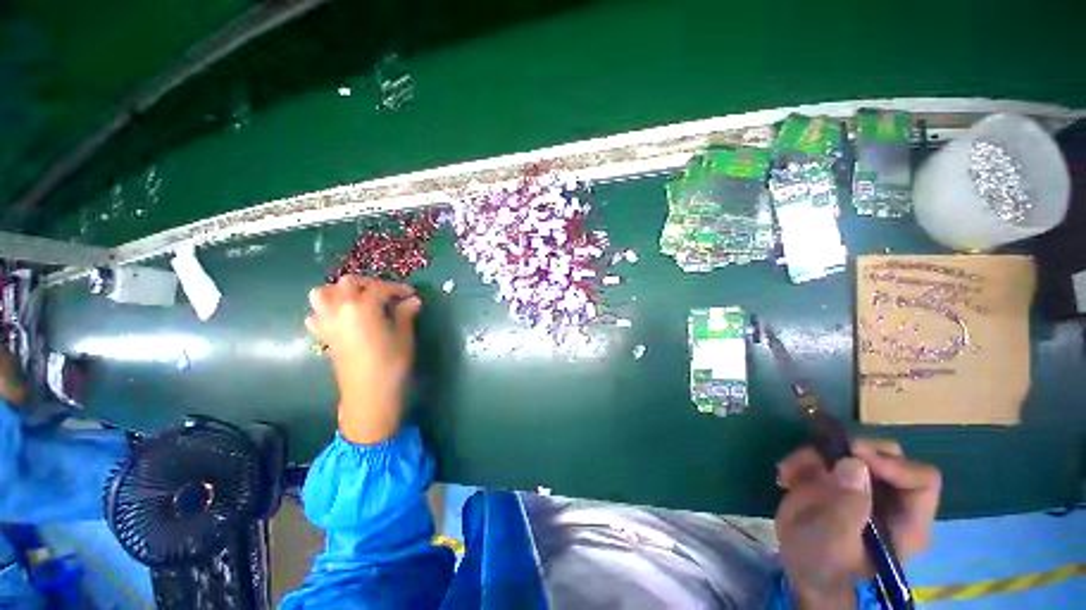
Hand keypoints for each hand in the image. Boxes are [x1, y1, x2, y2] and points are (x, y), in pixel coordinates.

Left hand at [305, 275, 421, 443]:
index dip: (398, 288)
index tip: (411, 294)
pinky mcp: (324, 338)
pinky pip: (316, 316)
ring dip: (340, 292)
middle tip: (386, 294)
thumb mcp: (404, 336)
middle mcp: (340, 310)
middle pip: (347, 283)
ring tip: (360, 301)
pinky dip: (327, 311)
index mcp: (362, 307)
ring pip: (322, 294)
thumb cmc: (391, 364)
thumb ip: (405, 314)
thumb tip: (412, 300)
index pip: (379, 288)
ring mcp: (328, 324)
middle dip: (369, 284)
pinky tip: (344, 320)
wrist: (369, 395)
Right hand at [775, 439, 940, 608]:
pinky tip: (785, 477)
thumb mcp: (835, 543)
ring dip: (814, 455)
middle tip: (820, 456)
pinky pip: (819, 456)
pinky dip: (800, 461)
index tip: (854, 455)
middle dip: (849, 450)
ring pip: (847, 450)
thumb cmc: (826, 568)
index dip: (891, 463)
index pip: (921, 479)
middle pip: (885, 454)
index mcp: (907, 519)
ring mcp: (861, 487)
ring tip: (790, 473)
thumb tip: (853, 463)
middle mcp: (890, 497)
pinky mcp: (834, 481)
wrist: (800, 573)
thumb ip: (847, 506)